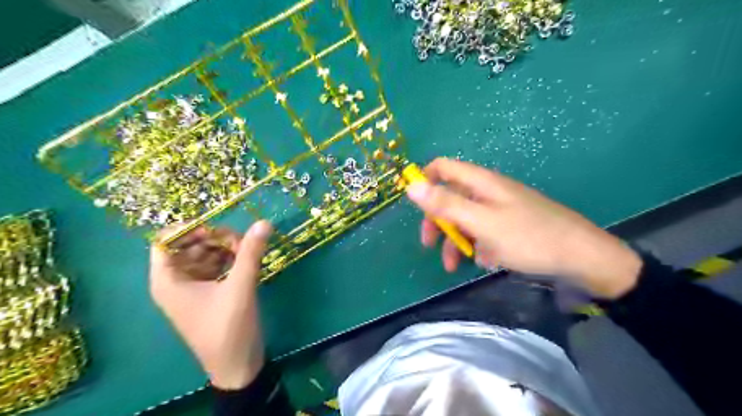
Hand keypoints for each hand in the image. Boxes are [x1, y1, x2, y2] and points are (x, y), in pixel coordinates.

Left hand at [148, 221, 271, 389]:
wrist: (237, 365)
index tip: (217, 228)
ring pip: (204, 255)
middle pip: (189, 245)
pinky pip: (214, 266)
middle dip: (214, 238)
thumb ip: (250, 252)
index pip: (165, 241)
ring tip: (247, 251)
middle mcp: (176, 281)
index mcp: (168, 281)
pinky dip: (229, 259)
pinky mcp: (208, 293)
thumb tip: (264, 222)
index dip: (189, 229)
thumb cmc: (228, 328)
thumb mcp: (240, 287)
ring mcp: (193, 287)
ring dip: (225, 248)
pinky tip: (246, 260)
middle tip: (241, 241)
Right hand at [405, 156, 644, 298]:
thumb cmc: (529, 237)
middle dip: (437, 221)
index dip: (424, 182)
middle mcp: (488, 190)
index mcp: (481, 182)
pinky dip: (477, 245)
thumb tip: (410, 186)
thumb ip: (445, 204)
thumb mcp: (481, 222)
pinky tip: (486, 261)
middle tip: (430, 244)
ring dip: (455, 239)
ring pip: (465, 218)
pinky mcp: (509, 225)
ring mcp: (500, 208)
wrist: (583, 258)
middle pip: (450, 196)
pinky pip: (483, 230)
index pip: (442, 168)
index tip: (415, 207)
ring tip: (456, 265)